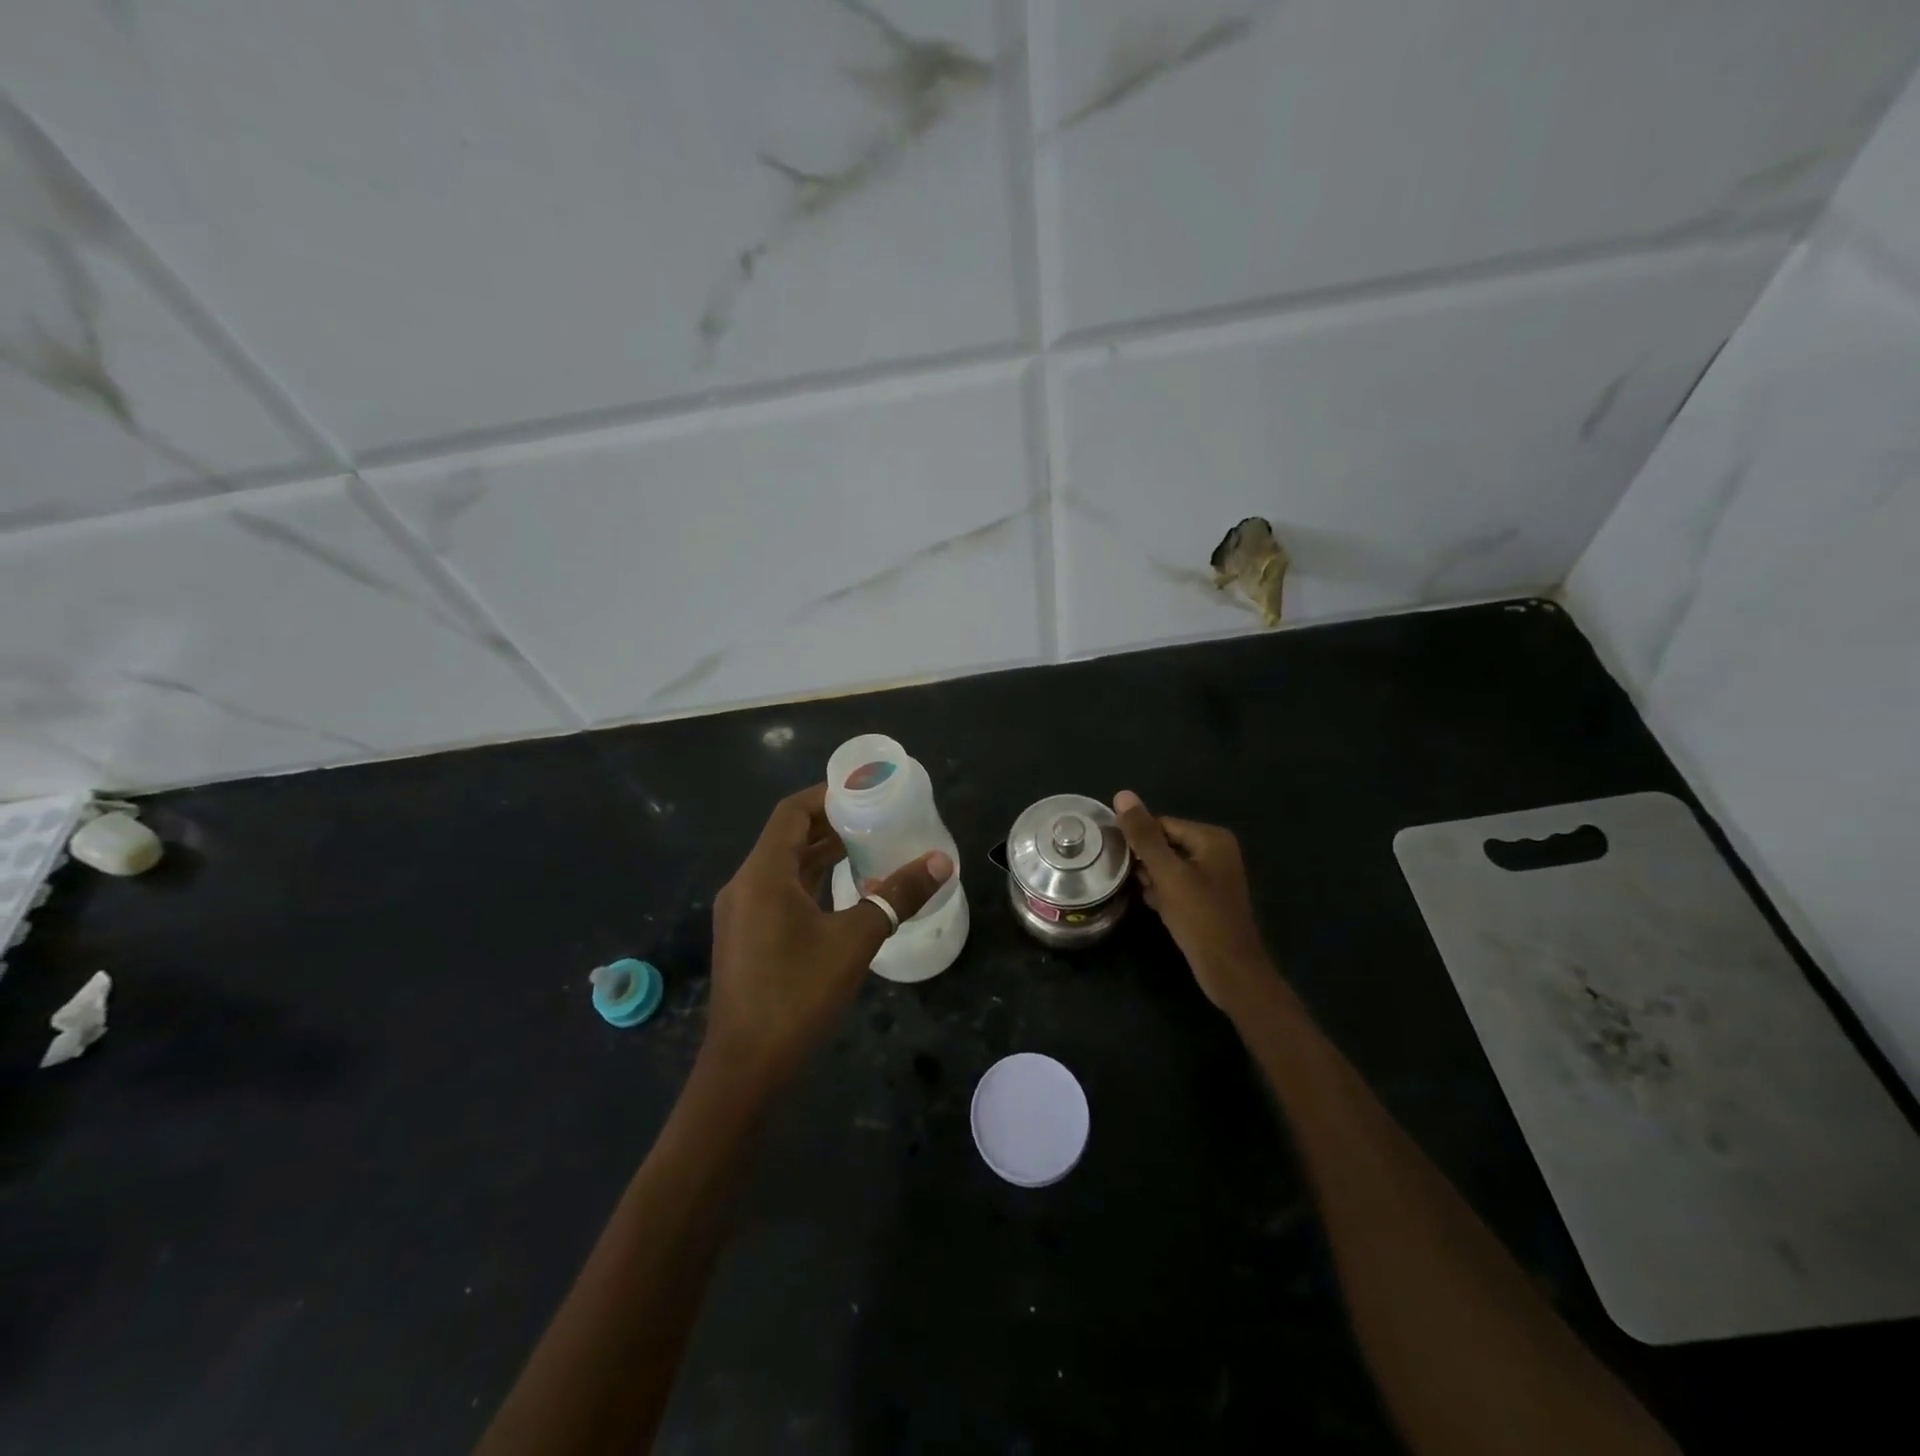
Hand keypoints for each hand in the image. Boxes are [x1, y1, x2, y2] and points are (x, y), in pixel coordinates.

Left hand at [705, 784, 952, 1092]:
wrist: (745, 1068)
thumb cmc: (797, 994)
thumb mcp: (855, 940)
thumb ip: (897, 896)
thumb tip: (941, 861)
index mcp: (763, 874)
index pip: (792, 812)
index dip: (827, 795)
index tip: (865, 791)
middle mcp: (746, 885)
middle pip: (788, 837)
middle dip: (831, 824)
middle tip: (877, 817)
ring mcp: (743, 914)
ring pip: (785, 868)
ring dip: (823, 854)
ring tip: (869, 846)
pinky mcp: (748, 939)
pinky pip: (781, 893)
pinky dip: (812, 883)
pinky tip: (846, 892)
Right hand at [1113, 790, 1275, 1013]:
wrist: (1230, 972)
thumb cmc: (1200, 918)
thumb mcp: (1167, 874)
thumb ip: (1144, 835)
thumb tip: (1122, 794)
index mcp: (1212, 838)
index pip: (1161, 824)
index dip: (1138, 841)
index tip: (1117, 858)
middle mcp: (1216, 851)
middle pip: (1165, 844)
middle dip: (1145, 861)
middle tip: (1129, 879)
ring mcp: (1214, 876)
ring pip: (1168, 866)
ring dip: (1152, 879)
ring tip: (1144, 894)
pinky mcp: (1208, 899)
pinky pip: (1177, 885)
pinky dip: (1163, 893)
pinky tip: (1155, 906)